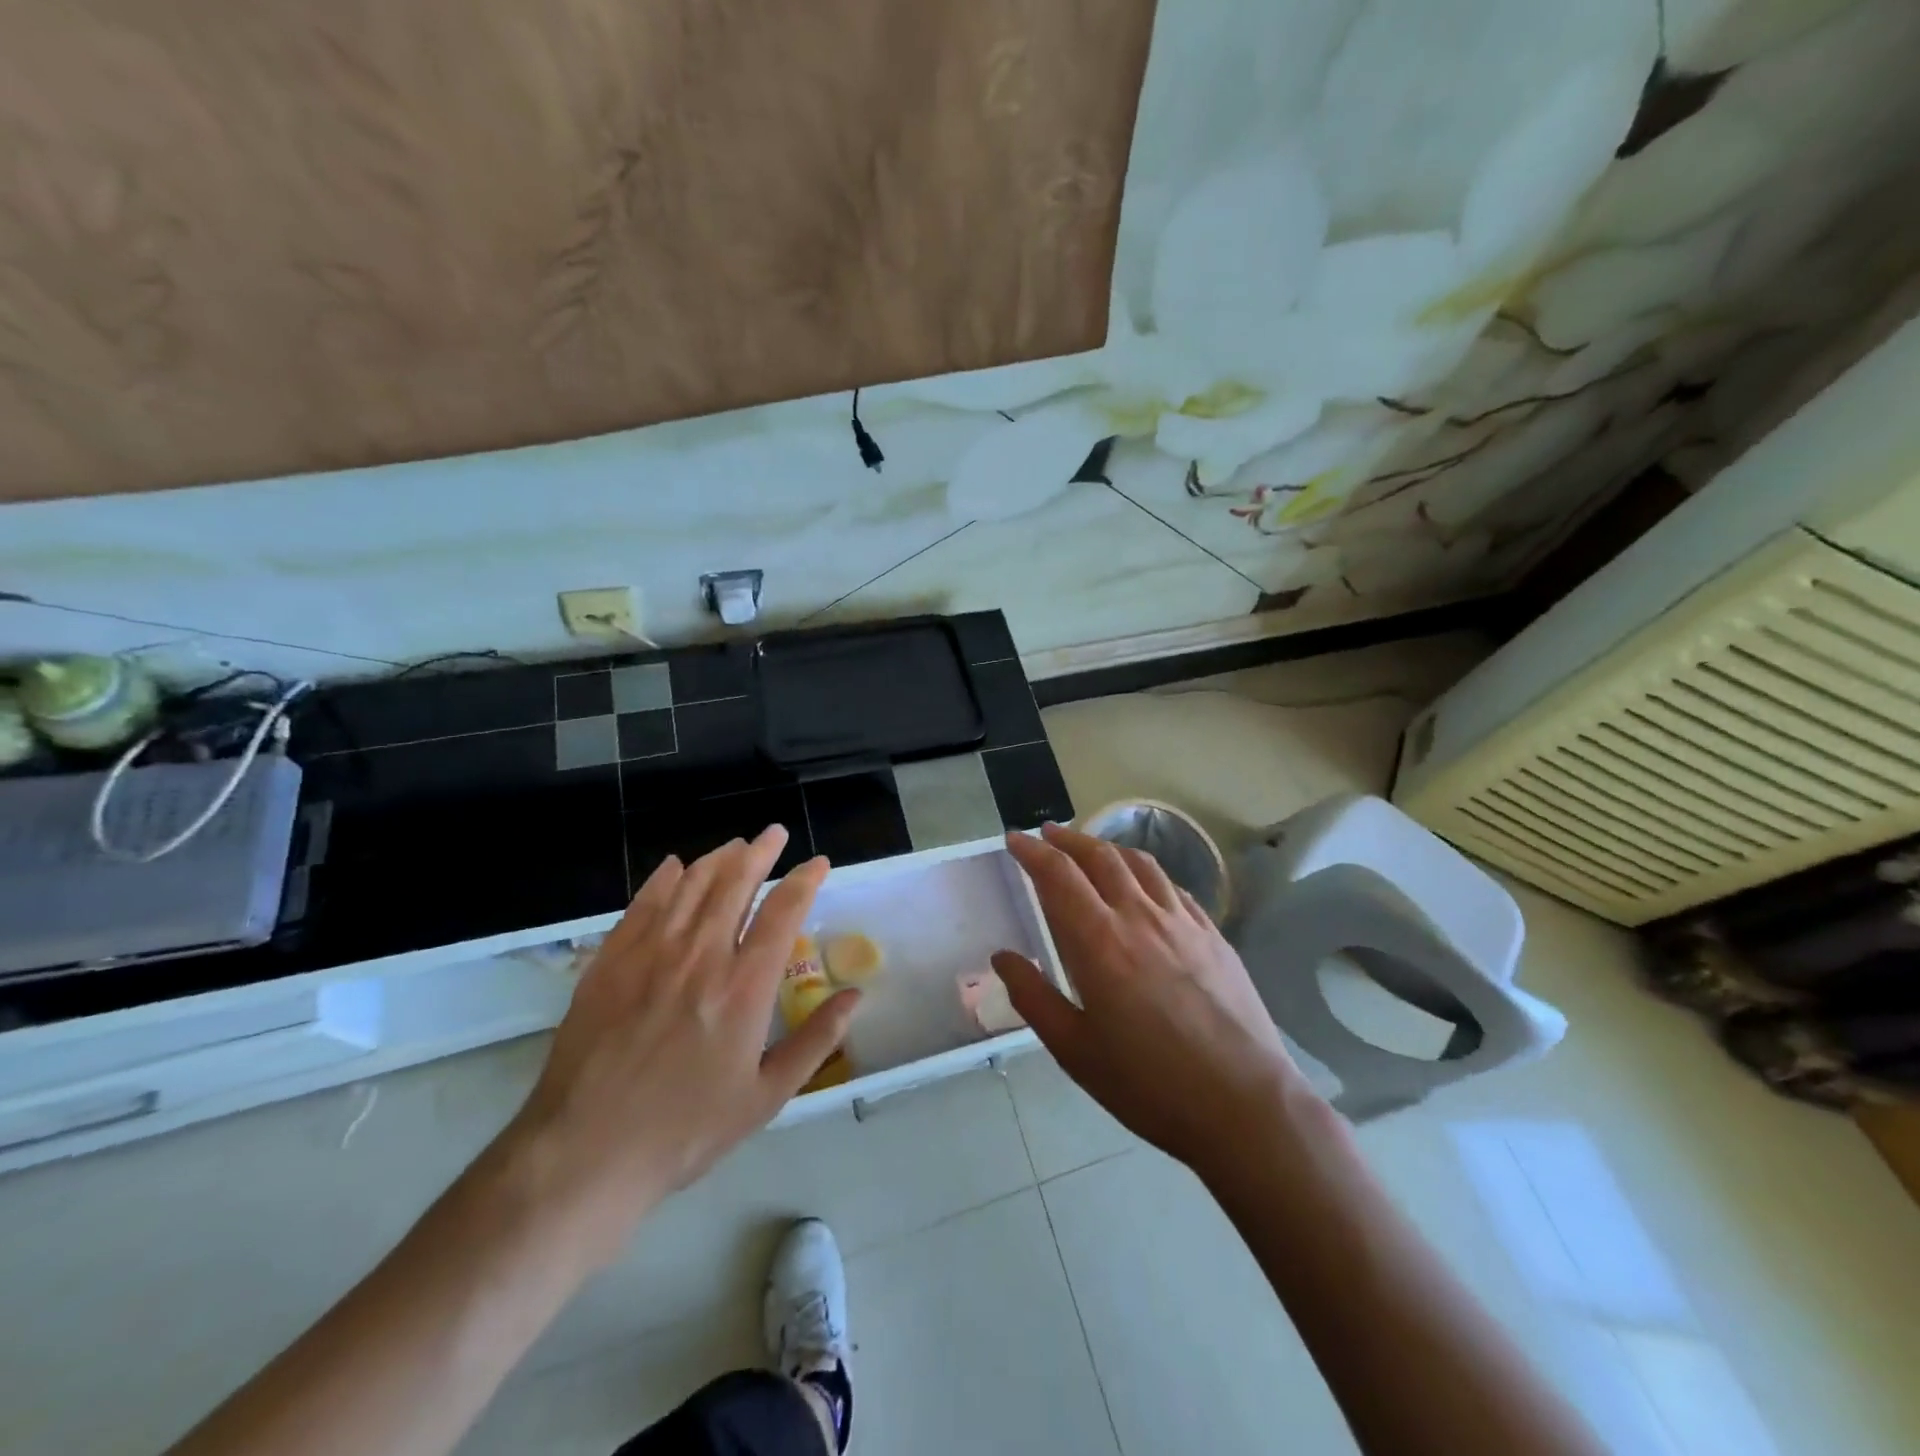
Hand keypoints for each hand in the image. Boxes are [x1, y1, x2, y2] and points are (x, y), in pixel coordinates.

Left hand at [503, 827, 857, 1261]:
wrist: (585, 1154)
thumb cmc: (686, 1131)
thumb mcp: (766, 1097)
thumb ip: (815, 1040)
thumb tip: (855, 997)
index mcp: (744, 987)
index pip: (783, 912)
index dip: (805, 880)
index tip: (817, 862)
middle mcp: (700, 956)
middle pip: (735, 883)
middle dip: (761, 851)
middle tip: (775, 834)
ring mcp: (650, 954)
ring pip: (690, 886)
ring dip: (717, 858)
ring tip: (735, 845)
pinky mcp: (609, 963)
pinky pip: (642, 905)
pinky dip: (662, 879)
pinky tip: (674, 867)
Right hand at [992, 823, 1314, 1178]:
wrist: (1245, 1104)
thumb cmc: (1149, 1084)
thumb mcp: (1075, 1050)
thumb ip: (1034, 997)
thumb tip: (1003, 956)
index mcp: (1099, 941)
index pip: (1058, 875)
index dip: (1032, 851)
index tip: (1014, 839)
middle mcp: (1139, 916)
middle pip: (1099, 857)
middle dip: (1067, 839)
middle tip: (1047, 833)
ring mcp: (1182, 922)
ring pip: (1140, 863)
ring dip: (1108, 848)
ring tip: (1091, 849)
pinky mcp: (1214, 935)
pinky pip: (1173, 888)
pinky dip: (1148, 874)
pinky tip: (1146, 885)